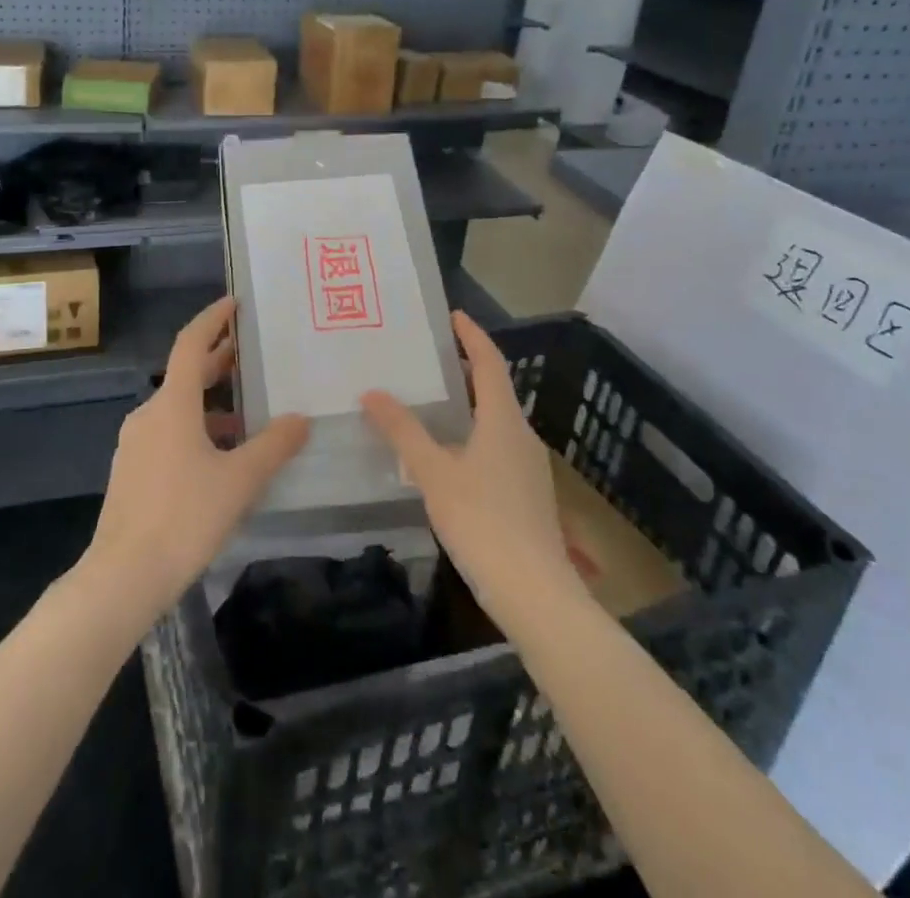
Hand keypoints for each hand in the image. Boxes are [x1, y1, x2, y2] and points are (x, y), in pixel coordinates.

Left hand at [81, 297, 309, 623]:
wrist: (123, 576)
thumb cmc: (185, 517)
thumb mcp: (240, 480)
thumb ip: (274, 446)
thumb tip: (300, 419)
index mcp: (173, 404)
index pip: (191, 344)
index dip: (213, 319)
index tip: (234, 303)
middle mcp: (150, 414)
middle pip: (185, 375)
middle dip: (218, 361)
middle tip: (251, 354)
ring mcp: (136, 443)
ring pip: (178, 408)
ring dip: (211, 403)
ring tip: (247, 415)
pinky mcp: (132, 471)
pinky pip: (168, 434)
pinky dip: (196, 430)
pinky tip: (220, 458)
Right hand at [362, 312, 581, 630]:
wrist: (536, 594)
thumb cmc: (482, 522)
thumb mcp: (434, 474)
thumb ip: (404, 432)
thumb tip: (373, 393)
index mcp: (502, 420)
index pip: (489, 363)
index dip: (473, 336)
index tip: (454, 315)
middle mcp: (522, 435)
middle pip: (495, 390)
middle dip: (466, 369)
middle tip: (431, 358)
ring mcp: (530, 467)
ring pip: (496, 422)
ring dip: (469, 406)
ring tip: (432, 404)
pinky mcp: (529, 495)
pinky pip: (498, 448)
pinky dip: (473, 436)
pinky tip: (449, 457)